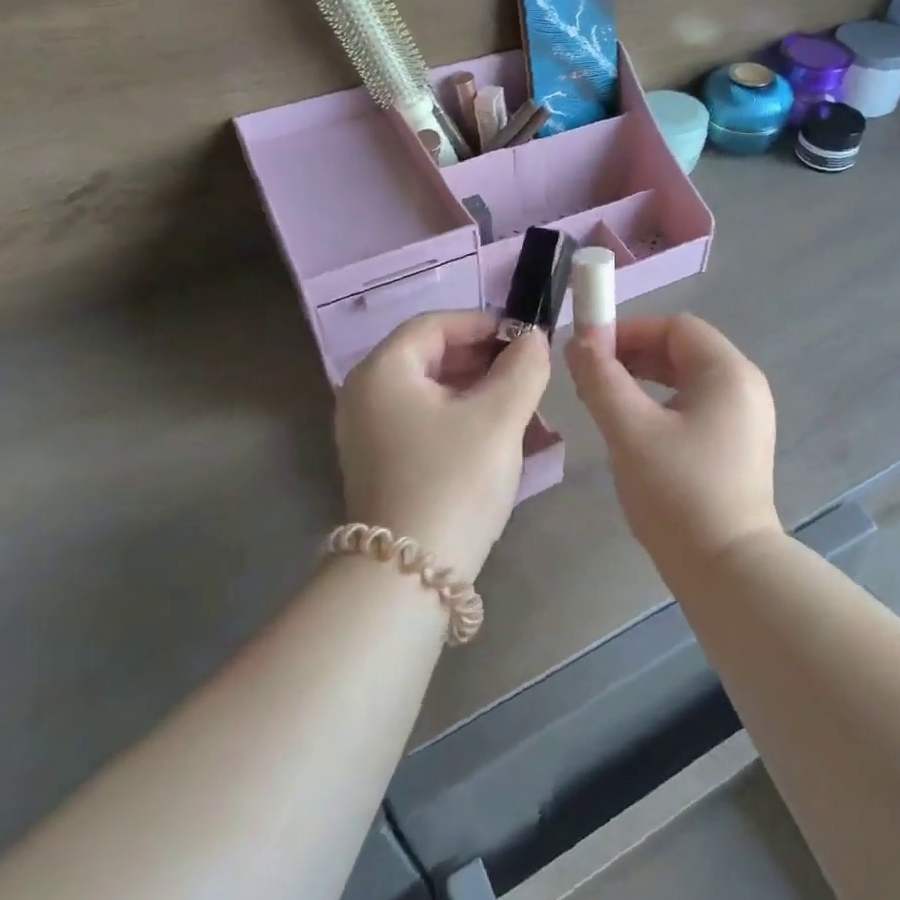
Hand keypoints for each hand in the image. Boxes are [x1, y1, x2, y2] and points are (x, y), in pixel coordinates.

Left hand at [335, 311, 550, 581]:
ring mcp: (369, 432)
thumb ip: (523, 367)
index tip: (525, 337)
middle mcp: (365, 395)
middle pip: (429, 355)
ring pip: (429, 390)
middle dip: (482, 357)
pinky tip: (494, 433)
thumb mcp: (498, 417)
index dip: (483, 323)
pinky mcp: (381, 463)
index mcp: (383, 372)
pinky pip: (423, 419)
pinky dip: (459, 414)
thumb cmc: (454, 481)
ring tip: (519, 401)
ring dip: (475, 387)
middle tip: (527, 369)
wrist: (409, 576)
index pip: (434, 325)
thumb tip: (533, 338)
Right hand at [567, 314, 781, 569]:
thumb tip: (578, 342)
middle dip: (633, 356)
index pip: (675, 327)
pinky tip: (634, 429)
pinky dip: (662, 406)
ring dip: (644, 381)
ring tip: (604, 402)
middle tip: (590, 378)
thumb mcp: (630, 430)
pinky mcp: (739, 446)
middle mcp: (745, 386)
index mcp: (728, 372)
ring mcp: (746, 418)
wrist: (727, 570)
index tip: (589, 352)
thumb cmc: (678, 492)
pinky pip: (696, 407)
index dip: (629, 331)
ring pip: (687, 380)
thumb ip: (601, 379)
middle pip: (683, 350)